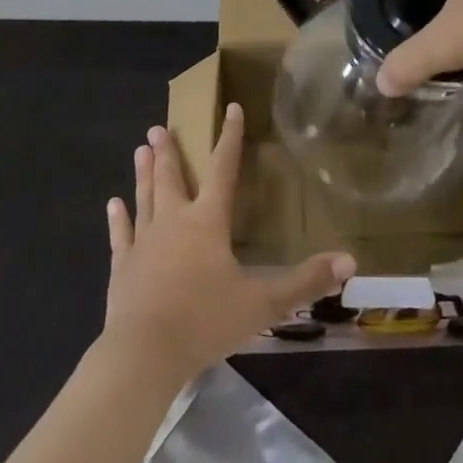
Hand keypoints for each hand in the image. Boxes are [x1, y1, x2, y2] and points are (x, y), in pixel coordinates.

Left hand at [104, 105, 354, 381]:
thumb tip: (350, 261)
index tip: (230, 108)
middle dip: (170, 151)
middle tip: (161, 127)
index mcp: (208, 221)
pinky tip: (113, 204)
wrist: (144, 355)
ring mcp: (144, 242)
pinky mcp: (122, 267)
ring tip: (140, 148)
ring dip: (145, 172)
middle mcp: (174, 221)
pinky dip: (118, 219)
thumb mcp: (263, 303)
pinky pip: (121, 235)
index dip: (229, 137)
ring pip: (145, 197)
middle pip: (173, 177)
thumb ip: (305, 282)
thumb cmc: (205, 321)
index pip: (223, 168)